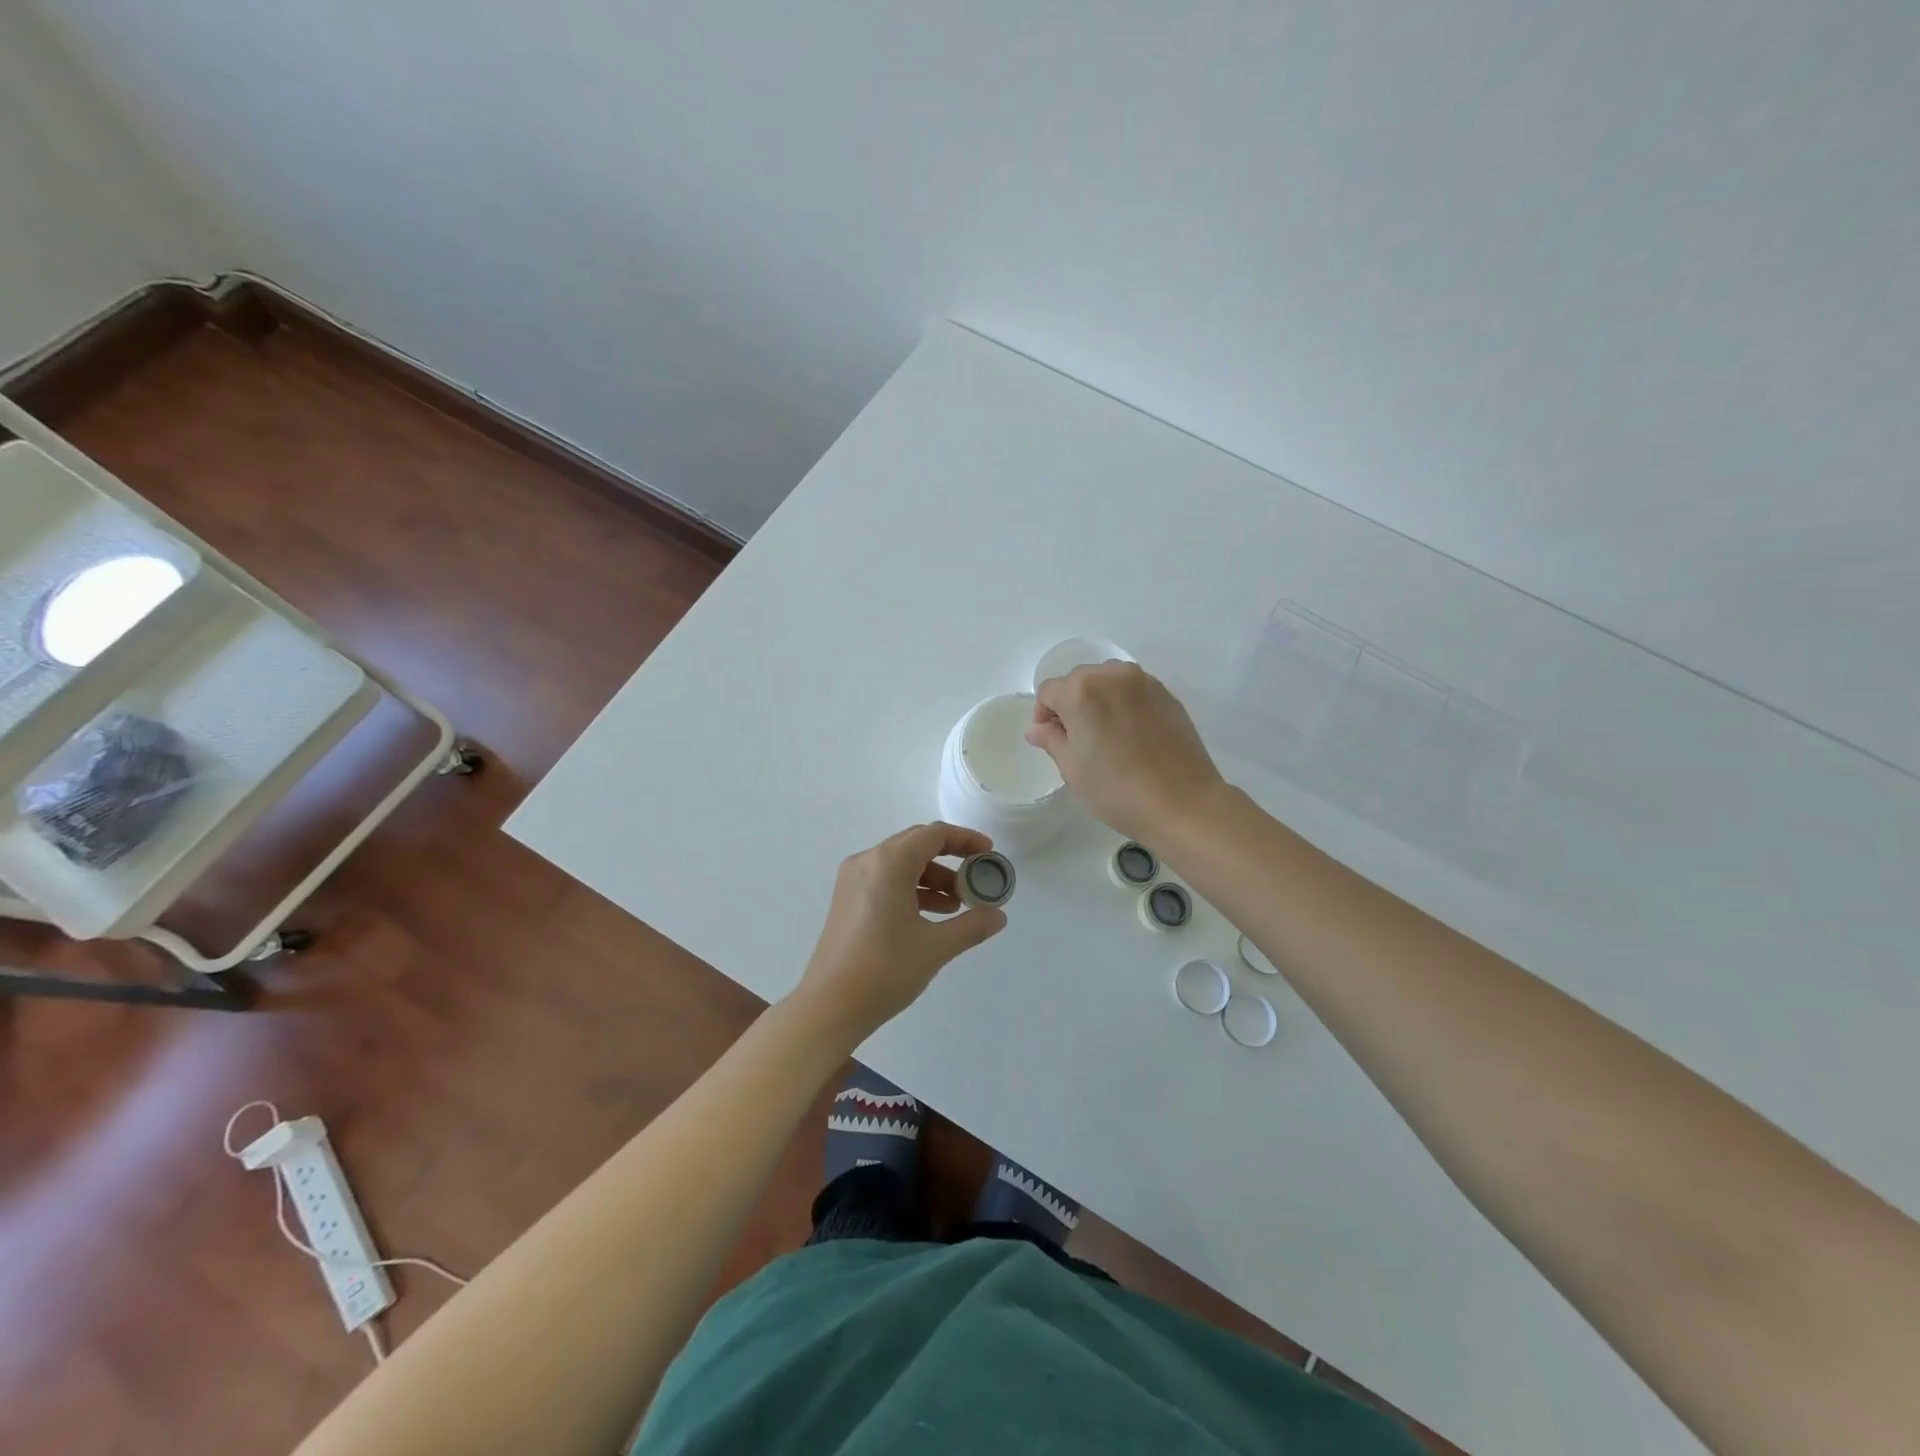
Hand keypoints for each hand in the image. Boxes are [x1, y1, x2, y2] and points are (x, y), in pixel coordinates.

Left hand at [791, 822, 1008, 1046]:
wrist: (829, 1007)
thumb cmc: (885, 969)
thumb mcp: (936, 947)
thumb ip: (972, 926)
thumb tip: (999, 916)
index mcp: (888, 862)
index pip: (934, 834)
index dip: (966, 840)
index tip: (989, 853)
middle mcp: (867, 861)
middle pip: (916, 845)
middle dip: (951, 859)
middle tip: (977, 878)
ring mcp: (852, 880)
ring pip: (901, 864)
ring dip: (932, 878)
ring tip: (959, 905)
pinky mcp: (847, 900)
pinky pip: (886, 881)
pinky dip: (912, 890)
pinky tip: (932, 916)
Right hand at [1027, 661, 1227, 844]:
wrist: (1182, 803)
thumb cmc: (1116, 789)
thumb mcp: (1073, 769)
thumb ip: (1052, 740)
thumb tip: (1038, 729)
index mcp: (1081, 691)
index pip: (1049, 691)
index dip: (1044, 714)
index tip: (1051, 740)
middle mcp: (1112, 676)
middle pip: (1079, 680)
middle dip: (1071, 704)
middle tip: (1077, 739)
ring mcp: (1144, 682)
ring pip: (1108, 680)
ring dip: (1099, 699)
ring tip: (1105, 734)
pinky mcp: (1167, 695)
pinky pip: (1134, 690)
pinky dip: (1124, 704)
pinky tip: (1131, 735)